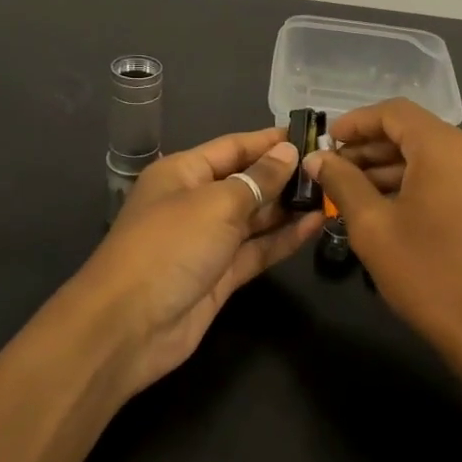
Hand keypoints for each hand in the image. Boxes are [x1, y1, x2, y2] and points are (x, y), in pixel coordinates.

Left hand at [76, 128, 322, 394]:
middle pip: (246, 181)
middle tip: (332, 167)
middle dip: (284, 174)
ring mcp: (208, 242)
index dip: (269, 140)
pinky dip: (284, 238)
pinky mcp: (220, 276)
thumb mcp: (216, 204)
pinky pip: (257, 250)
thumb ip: (258, 179)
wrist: (129, 327)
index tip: (310, 133)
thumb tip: (287, 152)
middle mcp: (195, 202)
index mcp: (183, 173)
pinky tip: (316, 225)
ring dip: (289, 207)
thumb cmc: (170, 246)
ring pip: (255, 218)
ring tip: (332, 193)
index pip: (233, 147)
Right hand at [306, 99, 461, 374]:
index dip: (356, 122)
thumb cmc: (429, 276)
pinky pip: (450, 175)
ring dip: (391, 166)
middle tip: (332, 168)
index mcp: (449, 147)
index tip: (326, 141)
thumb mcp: (374, 227)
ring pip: (432, 155)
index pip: (395, 112)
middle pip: (415, 132)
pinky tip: (385, 203)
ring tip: (349, 188)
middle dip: (370, 147)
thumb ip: (342, 183)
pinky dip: (417, 181)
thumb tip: (317, 159)